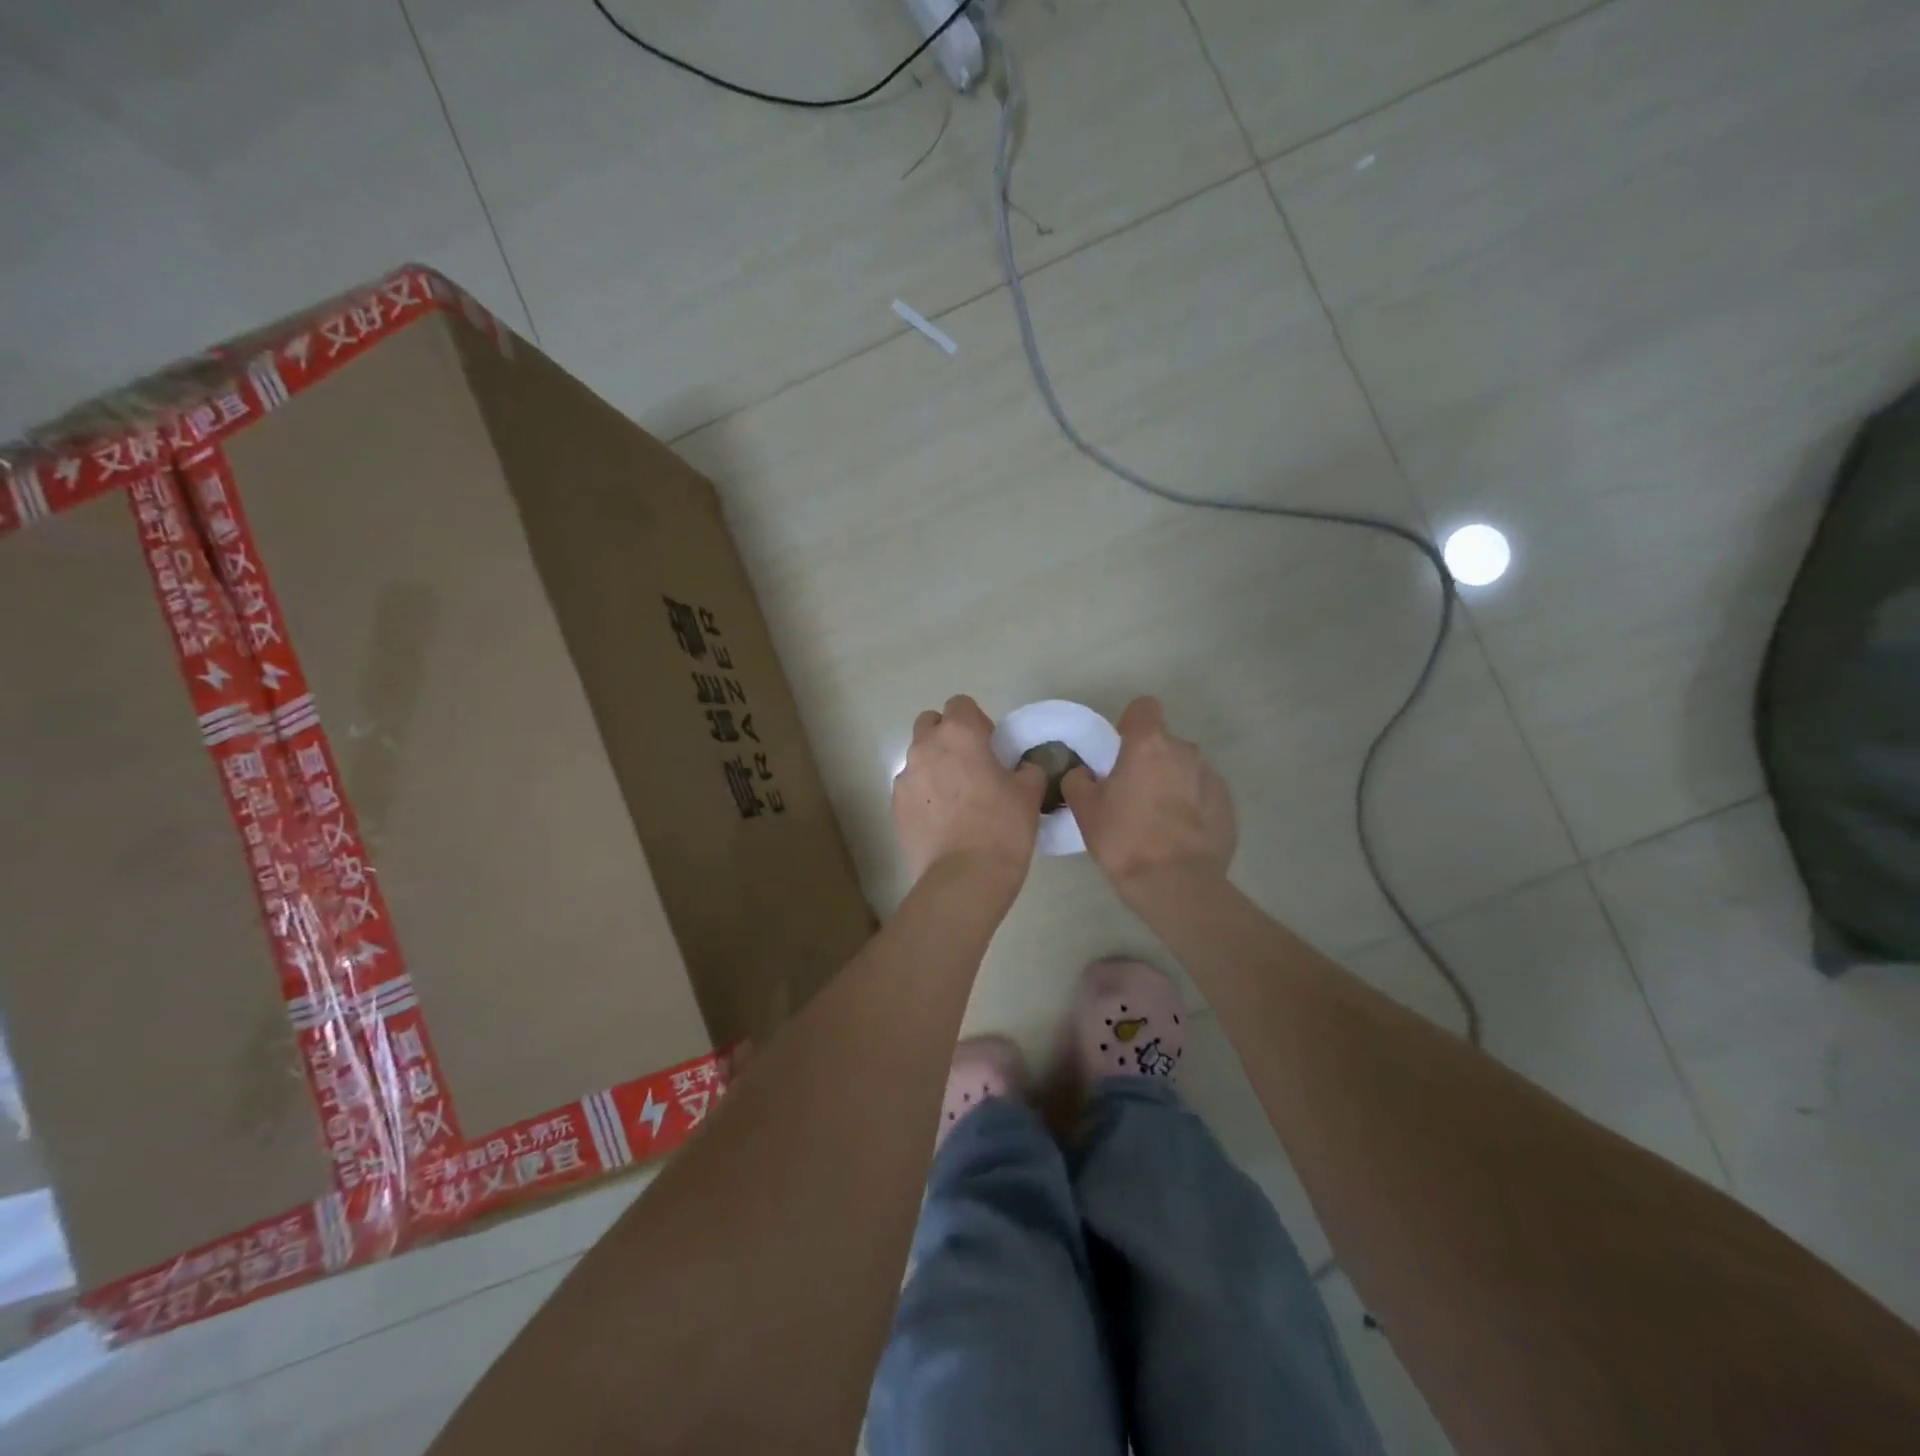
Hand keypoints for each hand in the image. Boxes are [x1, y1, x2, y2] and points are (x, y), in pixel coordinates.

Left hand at [893, 695, 1045, 886]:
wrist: (964, 877)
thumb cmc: (1002, 827)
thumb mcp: (1029, 793)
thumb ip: (1027, 770)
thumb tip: (1022, 768)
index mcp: (959, 734)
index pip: (960, 704)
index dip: (977, 721)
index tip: (990, 746)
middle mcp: (925, 747)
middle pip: (930, 723)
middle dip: (947, 735)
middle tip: (970, 764)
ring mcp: (905, 777)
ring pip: (918, 756)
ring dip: (934, 765)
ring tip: (956, 797)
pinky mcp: (896, 806)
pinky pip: (911, 787)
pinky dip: (924, 793)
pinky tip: (942, 819)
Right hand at [1061, 696, 1236, 892]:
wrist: (1177, 884)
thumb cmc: (1125, 840)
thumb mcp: (1085, 810)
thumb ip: (1079, 780)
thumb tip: (1084, 773)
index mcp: (1149, 744)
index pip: (1143, 707)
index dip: (1129, 725)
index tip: (1119, 752)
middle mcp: (1185, 750)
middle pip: (1163, 743)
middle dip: (1149, 760)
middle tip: (1132, 795)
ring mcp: (1211, 776)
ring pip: (1184, 768)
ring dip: (1171, 783)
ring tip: (1157, 821)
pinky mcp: (1228, 804)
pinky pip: (1202, 793)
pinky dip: (1191, 806)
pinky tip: (1179, 836)